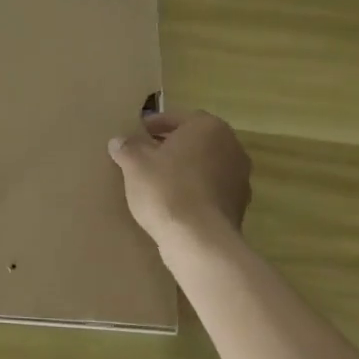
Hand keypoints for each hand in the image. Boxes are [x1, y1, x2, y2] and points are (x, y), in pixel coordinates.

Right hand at [107, 110, 252, 258]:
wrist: (200, 241)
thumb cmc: (166, 189)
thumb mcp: (135, 163)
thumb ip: (127, 147)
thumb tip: (118, 141)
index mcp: (208, 127)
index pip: (177, 118)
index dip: (153, 125)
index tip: (137, 135)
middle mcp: (231, 146)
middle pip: (194, 141)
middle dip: (171, 146)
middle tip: (145, 156)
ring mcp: (240, 177)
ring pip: (205, 165)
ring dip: (184, 169)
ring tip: (157, 181)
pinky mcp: (240, 205)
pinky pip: (211, 189)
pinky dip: (194, 190)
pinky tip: (174, 203)